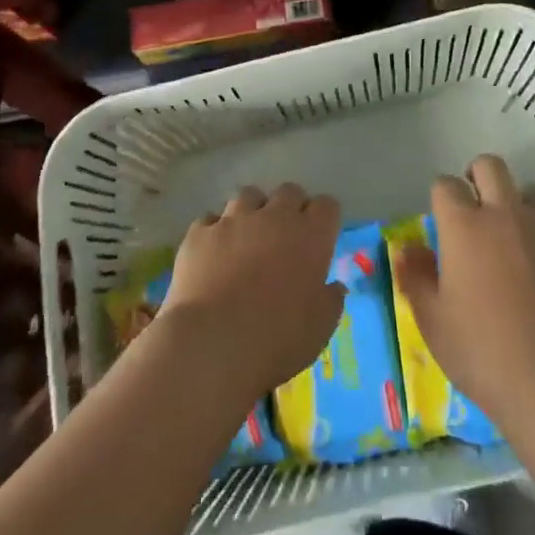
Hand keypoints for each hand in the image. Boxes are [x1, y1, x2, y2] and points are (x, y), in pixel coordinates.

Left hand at [160, 184, 343, 400]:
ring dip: (252, 212)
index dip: (323, 218)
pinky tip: (213, 254)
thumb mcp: (319, 329)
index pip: (327, 205)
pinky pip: (210, 219)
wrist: (212, 343)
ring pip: (248, 196)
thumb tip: (334, 287)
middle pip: (289, 191)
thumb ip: (331, 301)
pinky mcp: (200, 232)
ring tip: (247, 238)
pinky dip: (215, 232)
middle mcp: (274, 217)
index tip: (319, 237)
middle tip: (285, 236)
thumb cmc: (277, 340)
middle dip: (290, 207)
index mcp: (311, 236)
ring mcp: (234, 220)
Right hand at [392, 155, 534, 433]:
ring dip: (520, 208)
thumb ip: (416, 278)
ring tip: (517, 243)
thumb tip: (408, 249)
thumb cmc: (483, 354)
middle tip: (477, 211)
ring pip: (533, 194)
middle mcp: (507, 215)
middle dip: (479, 177)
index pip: (445, 185)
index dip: (441, 198)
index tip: (442, 221)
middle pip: (491, 166)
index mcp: (465, 226)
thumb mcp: (433, 322)